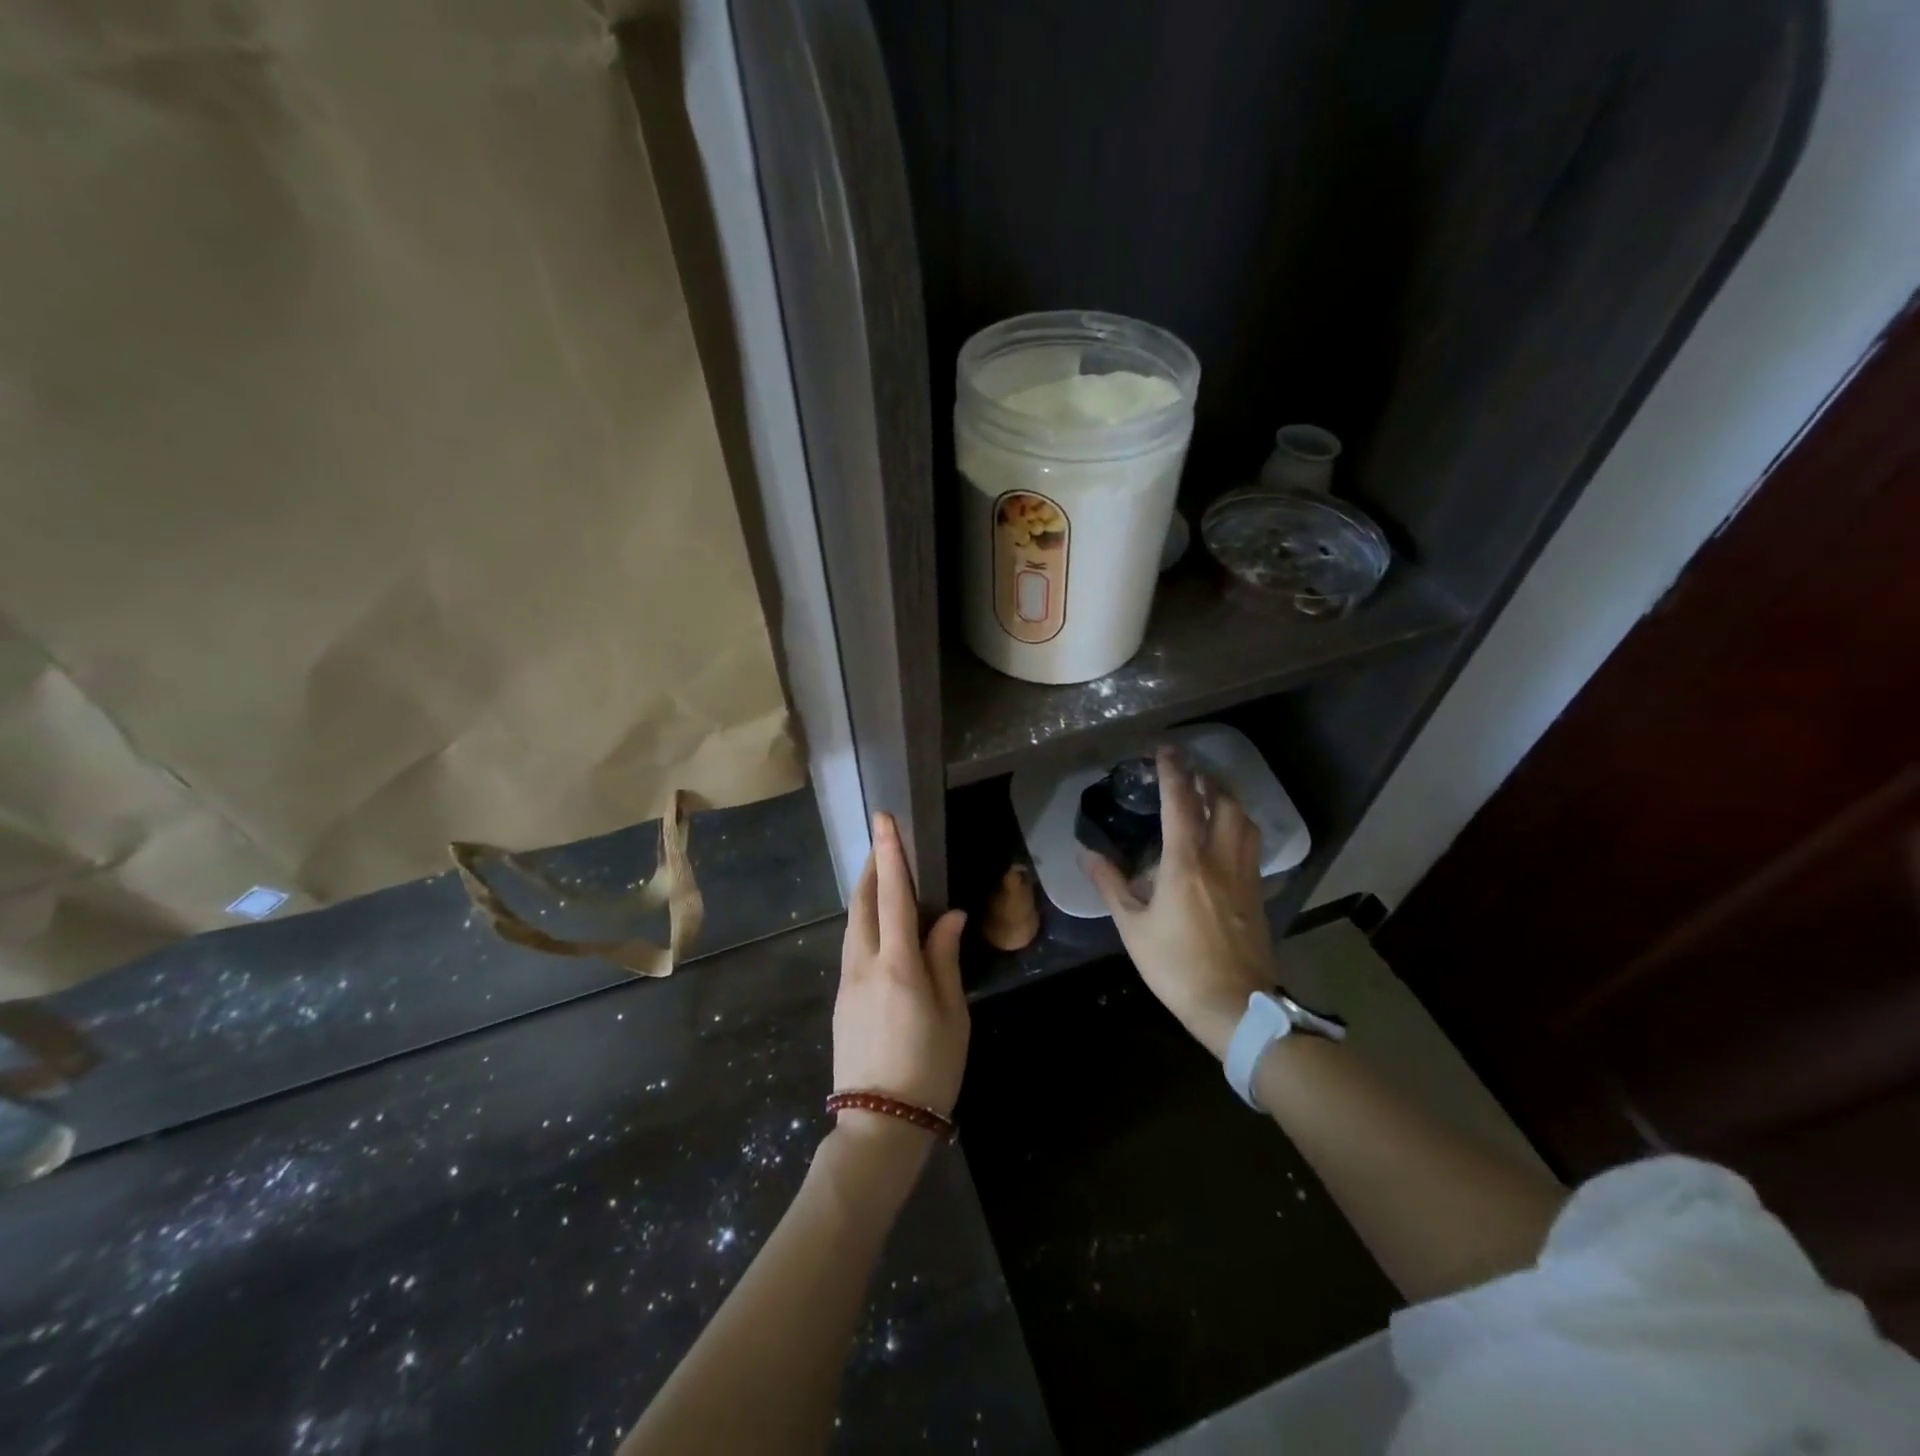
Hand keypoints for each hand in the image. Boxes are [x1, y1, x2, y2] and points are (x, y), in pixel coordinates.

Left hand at [832, 813, 969, 1140]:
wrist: (879, 1126)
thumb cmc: (930, 1069)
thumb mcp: (953, 1014)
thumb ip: (945, 959)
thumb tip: (949, 916)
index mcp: (898, 965)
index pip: (893, 896)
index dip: (890, 855)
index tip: (884, 820)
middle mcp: (865, 965)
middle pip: (862, 903)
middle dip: (870, 868)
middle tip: (883, 844)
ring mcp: (847, 983)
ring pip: (853, 925)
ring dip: (864, 895)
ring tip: (880, 878)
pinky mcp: (841, 1000)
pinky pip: (852, 947)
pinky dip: (864, 924)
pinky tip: (879, 928)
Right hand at [1085, 747, 1275, 1059]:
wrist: (1235, 1006)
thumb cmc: (1176, 965)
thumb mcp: (1132, 927)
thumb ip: (1110, 885)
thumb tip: (1086, 854)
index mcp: (1186, 862)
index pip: (1181, 803)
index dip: (1173, 772)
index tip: (1165, 750)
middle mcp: (1220, 859)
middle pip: (1223, 803)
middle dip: (1207, 780)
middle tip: (1189, 772)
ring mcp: (1245, 875)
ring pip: (1244, 821)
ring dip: (1228, 800)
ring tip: (1210, 795)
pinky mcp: (1258, 893)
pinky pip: (1251, 845)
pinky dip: (1239, 826)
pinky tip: (1227, 836)